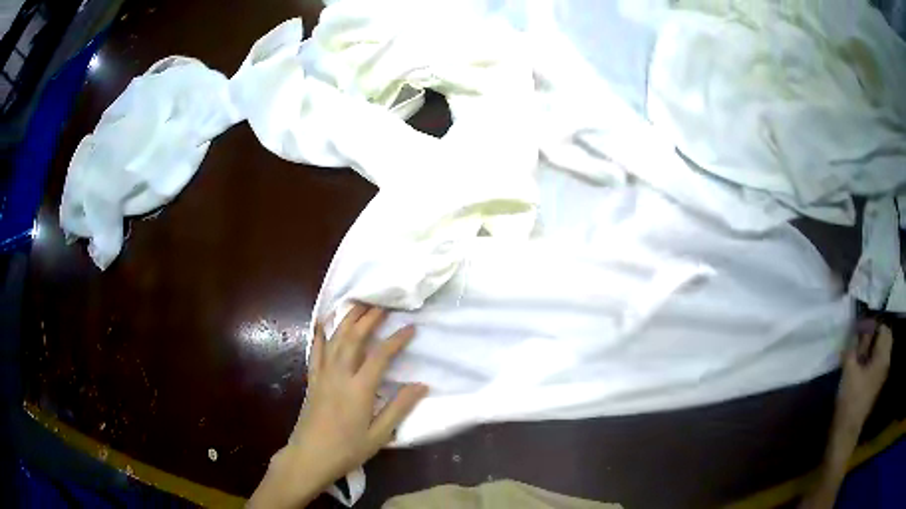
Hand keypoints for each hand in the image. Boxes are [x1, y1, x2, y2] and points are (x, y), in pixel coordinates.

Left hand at [249, 304, 427, 507]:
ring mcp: (322, 375)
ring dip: (347, 320)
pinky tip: (322, 322)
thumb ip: (399, 408)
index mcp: (359, 389)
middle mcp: (339, 375)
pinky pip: (315, 351)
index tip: (410, 327)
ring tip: (358, 304)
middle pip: (354, 339)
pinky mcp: (312, 380)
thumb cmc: (347, 449)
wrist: (309, 457)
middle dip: (369, 318)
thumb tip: (422, 385)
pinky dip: (319, 334)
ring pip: (335, 340)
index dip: (396, 339)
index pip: (380, 356)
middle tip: (382, 304)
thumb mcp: (379, 434)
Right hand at [800, 324, 892, 508]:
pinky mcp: (875, 386)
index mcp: (883, 357)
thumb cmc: (849, 400)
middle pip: (884, 339)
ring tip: (857, 352)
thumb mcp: (849, 370)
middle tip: (858, 339)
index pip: (883, 328)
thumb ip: (853, 347)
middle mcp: (885, 363)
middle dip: (873, 335)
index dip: (872, 324)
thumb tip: (855, 331)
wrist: (845, 434)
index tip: (858, 329)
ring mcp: (881, 376)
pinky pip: (876, 363)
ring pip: (880, 352)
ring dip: (871, 347)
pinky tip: (858, 366)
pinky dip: (870, 359)